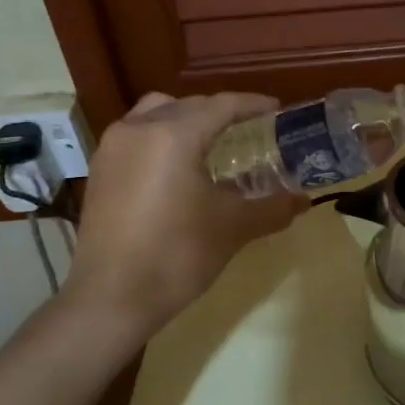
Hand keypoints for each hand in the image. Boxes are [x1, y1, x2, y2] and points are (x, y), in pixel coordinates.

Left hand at [65, 92, 304, 332]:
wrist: (111, 298)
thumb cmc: (177, 255)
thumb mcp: (233, 228)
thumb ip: (273, 208)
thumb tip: (304, 200)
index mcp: (174, 135)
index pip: (222, 105)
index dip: (253, 105)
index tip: (278, 110)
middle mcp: (139, 129)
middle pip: (188, 105)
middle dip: (221, 112)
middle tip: (250, 130)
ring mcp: (113, 148)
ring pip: (156, 114)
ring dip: (186, 120)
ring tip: (211, 144)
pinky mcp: (100, 171)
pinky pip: (137, 136)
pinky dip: (162, 138)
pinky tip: (178, 168)